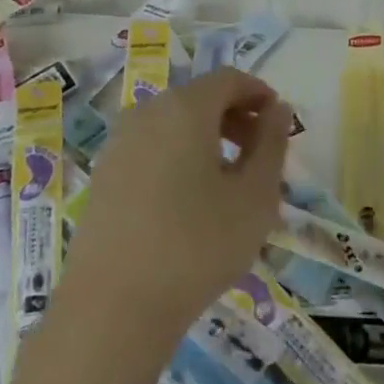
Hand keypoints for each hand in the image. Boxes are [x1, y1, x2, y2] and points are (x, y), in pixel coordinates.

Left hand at [64, 68, 292, 332]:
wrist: (113, 305)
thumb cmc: (197, 245)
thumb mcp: (254, 197)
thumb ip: (271, 145)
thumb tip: (277, 110)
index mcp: (184, 108)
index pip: (228, 79)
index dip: (258, 93)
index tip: (279, 122)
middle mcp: (146, 113)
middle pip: (198, 98)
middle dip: (234, 117)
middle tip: (260, 155)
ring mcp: (118, 143)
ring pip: (172, 123)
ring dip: (206, 139)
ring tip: (228, 183)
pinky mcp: (103, 174)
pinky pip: (150, 148)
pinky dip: (177, 157)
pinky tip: (188, 202)